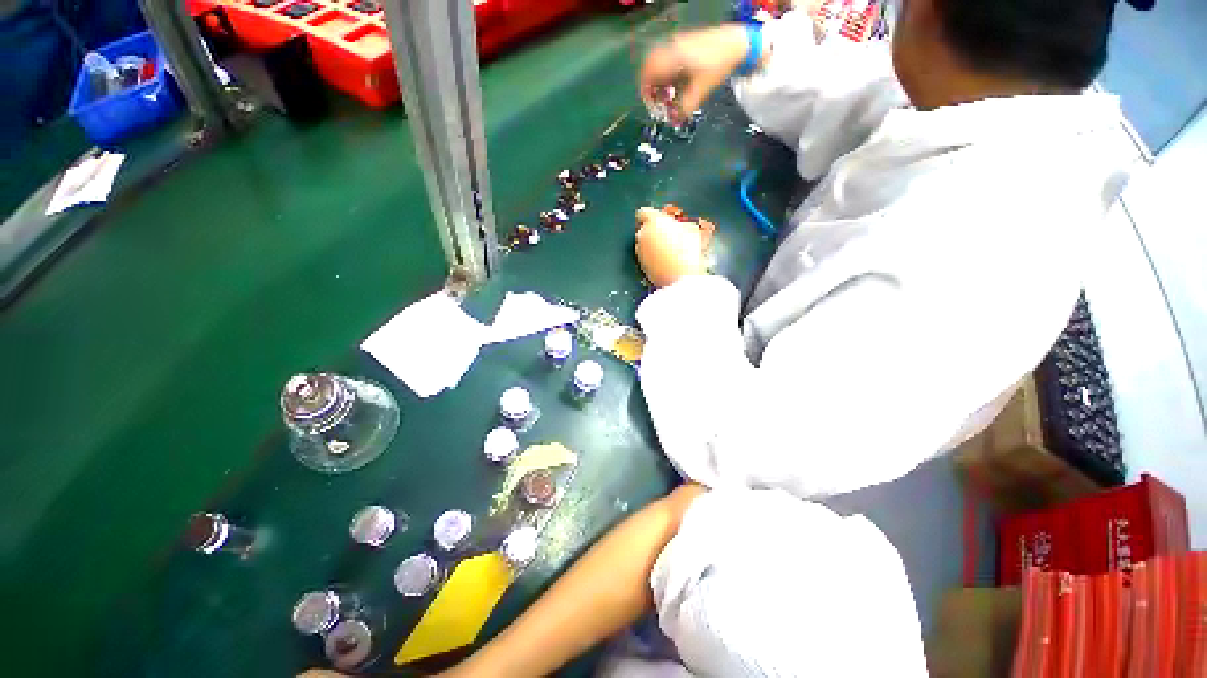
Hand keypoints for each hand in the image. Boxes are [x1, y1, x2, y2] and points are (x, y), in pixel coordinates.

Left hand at [635, 207, 713, 287]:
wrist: (681, 278)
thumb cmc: (688, 252)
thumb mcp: (692, 231)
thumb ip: (681, 225)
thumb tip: (681, 228)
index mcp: (653, 221)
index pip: (644, 212)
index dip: (653, 216)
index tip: (661, 220)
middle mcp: (643, 235)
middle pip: (643, 229)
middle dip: (653, 231)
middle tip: (668, 235)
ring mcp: (640, 252)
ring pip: (644, 244)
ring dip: (652, 245)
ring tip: (668, 250)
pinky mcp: (642, 266)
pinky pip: (646, 257)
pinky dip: (653, 258)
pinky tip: (666, 262)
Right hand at [639, 24, 750, 123]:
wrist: (737, 44)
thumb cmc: (718, 66)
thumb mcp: (701, 91)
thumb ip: (685, 107)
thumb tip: (674, 122)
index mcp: (672, 58)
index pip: (649, 72)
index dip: (646, 90)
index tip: (651, 105)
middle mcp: (672, 48)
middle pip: (650, 67)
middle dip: (651, 85)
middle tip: (657, 101)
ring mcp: (678, 44)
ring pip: (659, 63)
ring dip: (659, 79)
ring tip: (667, 95)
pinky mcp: (684, 44)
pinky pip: (668, 59)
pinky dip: (667, 73)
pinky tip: (675, 84)